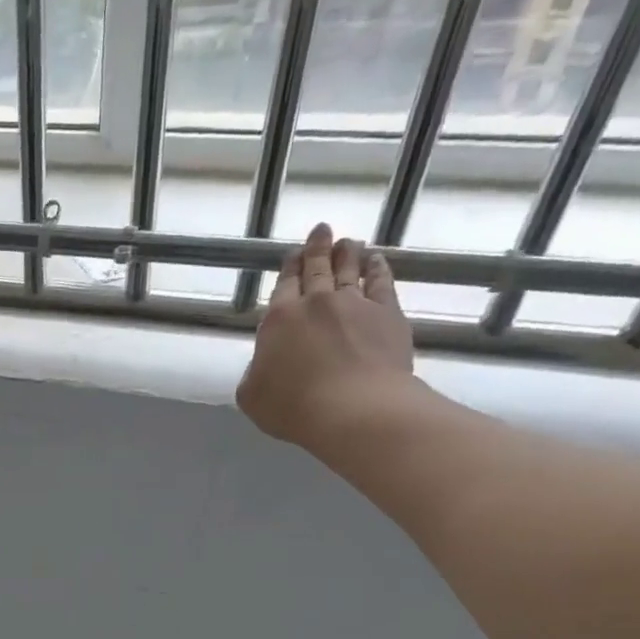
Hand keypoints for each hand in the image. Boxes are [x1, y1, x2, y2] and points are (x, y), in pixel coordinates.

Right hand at [235, 223, 417, 448]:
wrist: (355, 408)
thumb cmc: (294, 407)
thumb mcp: (252, 396)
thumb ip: (254, 373)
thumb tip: (264, 362)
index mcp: (279, 320)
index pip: (284, 285)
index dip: (288, 268)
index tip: (292, 255)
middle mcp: (316, 303)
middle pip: (317, 268)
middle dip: (317, 248)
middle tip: (321, 230)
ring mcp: (354, 304)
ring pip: (349, 269)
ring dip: (346, 253)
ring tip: (347, 241)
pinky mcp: (387, 313)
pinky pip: (382, 282)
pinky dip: (378, 268)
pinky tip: (376, 261)